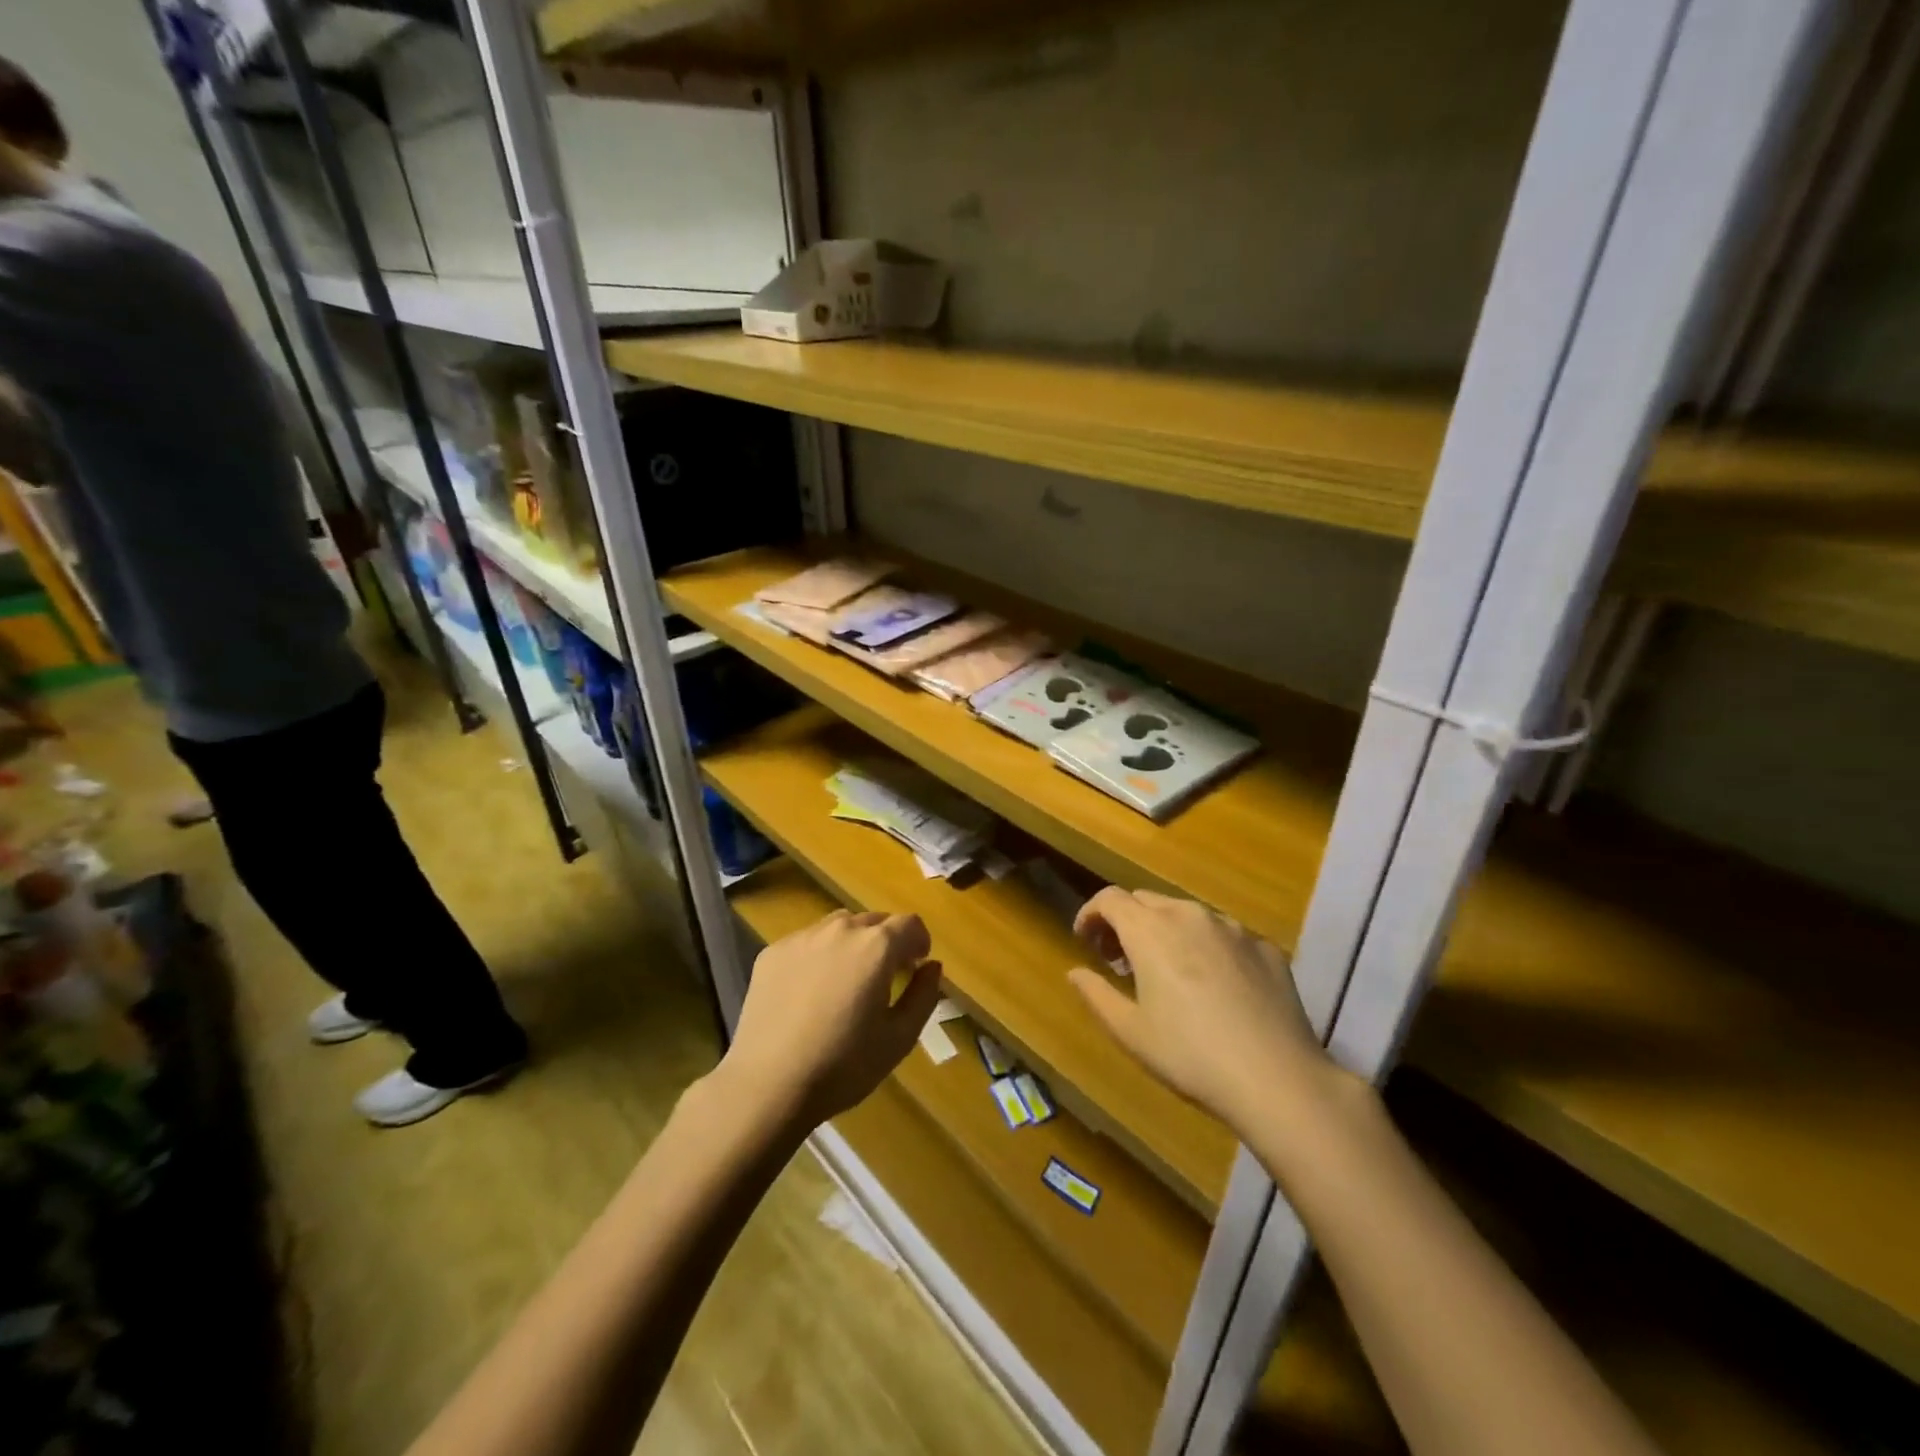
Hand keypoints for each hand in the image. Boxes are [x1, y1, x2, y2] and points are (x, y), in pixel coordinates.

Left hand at [718, 909, 942, 1129]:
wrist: (768, 1084)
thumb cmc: (844, 1065)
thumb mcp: (899, 1038)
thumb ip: (924, 995)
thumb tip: (932, 966)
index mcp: (876, 946)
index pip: (910, 923)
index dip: (919, 941)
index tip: (916, 965)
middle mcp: (840, 929)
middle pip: (874, 921)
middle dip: (886, 941)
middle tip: (884, 976)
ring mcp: (802, 937)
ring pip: (839, 926)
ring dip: (852, 943)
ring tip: (847, 980)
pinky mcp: (772, 952)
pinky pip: (807, 942)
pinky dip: (818, 955)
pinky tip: (810, 992)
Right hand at [1070, 888, 1347, 1134]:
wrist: (1278, 1079)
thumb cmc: (1190, 1056)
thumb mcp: (1130, 1032)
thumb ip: (1096, 994)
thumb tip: (1075, 972)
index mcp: (1150, 931)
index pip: (1109, 899)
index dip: (1090, 914)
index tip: (1084, 941)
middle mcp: (1190, 915)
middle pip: (1145, 901)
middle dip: (1125, 922)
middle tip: (1119, 961)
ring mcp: (1233, 928)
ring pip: (1186, 914)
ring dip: (1165, 931)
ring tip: (1166, 973)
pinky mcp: (1265, 947)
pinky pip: (1224, 935)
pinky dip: (1205, 947)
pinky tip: (1214, 987)